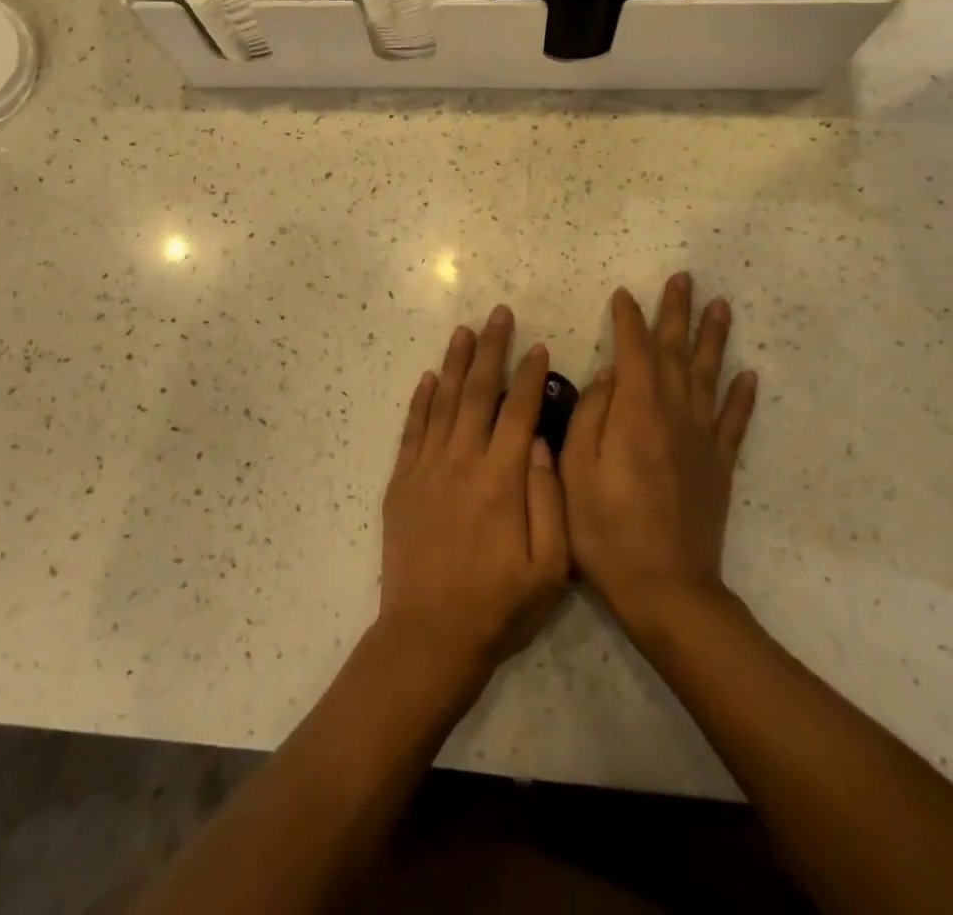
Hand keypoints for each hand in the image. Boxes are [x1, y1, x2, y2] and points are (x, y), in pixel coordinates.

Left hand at [377, 306, 570, 701]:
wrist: (428, 637)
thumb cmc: (497, 607)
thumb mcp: (550, 568)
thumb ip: (550, 500)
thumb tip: (544, 443)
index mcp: (501, 479)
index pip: (518, 412)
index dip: (530, 376)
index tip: (539, 346)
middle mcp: (461, 462)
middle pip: (477, 393)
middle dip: (491, 349)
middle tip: (499, 314)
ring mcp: (426, 469)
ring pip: (442, 402)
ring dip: (455, 363)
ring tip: (465, 331)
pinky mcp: (401, 483)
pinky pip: (412, 430)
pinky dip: (420, 401)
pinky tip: (428, 378)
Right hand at [563, 273, 757, 639]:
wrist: (665, 586)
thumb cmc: (605, 528)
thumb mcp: (575, 469)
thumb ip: (592, 414)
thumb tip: (610, 375)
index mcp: (636, 412)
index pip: (634, 351)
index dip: (628, 320)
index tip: (623, 295)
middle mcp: (674, 414)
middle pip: (678, 352)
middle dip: (677, 313)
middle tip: (683, 278)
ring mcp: (702, 439)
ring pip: (711, 376)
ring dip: (715, 339)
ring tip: (721, 306)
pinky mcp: (720, 465)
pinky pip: (735, 422)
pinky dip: (743, 397)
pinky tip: (749, 375)